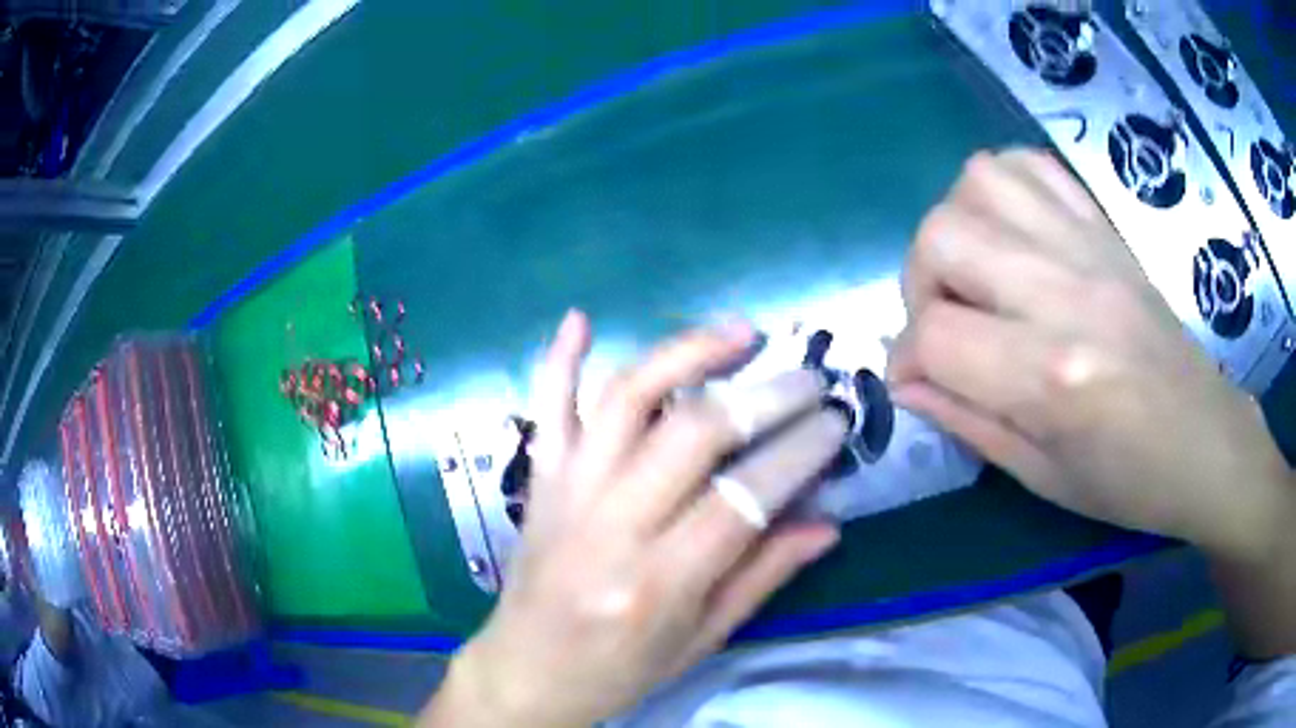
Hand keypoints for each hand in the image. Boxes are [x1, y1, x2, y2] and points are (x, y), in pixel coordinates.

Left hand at [425, 311, 847, 726]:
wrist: (524, 672)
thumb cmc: (617, 670)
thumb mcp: (700, 641)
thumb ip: (763, 576)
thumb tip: (827, 521)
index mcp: (657, 583)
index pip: (742, 498)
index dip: (799, 452)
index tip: (836, 422)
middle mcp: (609, 527)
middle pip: (692, 436)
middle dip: (762, 397)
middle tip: (808, 379)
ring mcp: (566, 492)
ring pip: (625, 401)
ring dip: (685, 355)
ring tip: (739, 332)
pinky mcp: (539, 479)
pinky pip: (546, 409)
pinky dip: (560, 359)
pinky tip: (581, 318)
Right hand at [888, 149, 1294, 560]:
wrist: (1205, 440)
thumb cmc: (1129, 481)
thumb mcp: (1042, 478)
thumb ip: (968, 423)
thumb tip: (907, 384)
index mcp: (1051, 378)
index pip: (934, 336)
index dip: (906, 360)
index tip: (917, 382)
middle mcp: (1065, 295)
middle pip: (942, 237)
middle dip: (919, 283)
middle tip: (945, 323)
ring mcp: (1089, 248)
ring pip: (981, 181)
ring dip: (957, 224)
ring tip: (977, 272)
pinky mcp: (1106, 229)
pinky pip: (1032, 165)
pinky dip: (1003, 188)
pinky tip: (1011, 233)